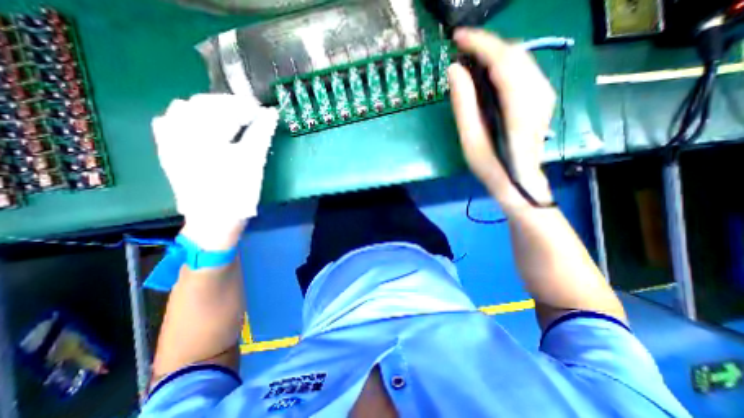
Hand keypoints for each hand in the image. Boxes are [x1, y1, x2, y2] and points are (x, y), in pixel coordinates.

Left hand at [154, 93, 277, 247]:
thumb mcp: (253, 161)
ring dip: (207, 109)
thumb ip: (261, 134)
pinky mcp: (167, 151)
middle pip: (202, 103)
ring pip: (182, 109)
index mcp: (204, 134)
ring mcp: (169, 141)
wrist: (213, 219)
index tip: (262, 111)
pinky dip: (186, 118)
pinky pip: (169, 123)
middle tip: (248, 115)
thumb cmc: (237, 191)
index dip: (245, 106)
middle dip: (227, 105)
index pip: (225, 107)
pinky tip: (201, 127)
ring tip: (227, 119)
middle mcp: (180, 131)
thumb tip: (271, 114)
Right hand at [443, 29, 553, 211]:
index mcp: (518, 106)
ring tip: (471, 58)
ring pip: (520, 58)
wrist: (519, 181)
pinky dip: (503, 64)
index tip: (457, 37)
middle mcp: (537, 93)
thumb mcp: (470, 140)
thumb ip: (463, 104)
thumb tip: (454, 70)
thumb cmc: (491, 166)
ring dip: (494, 53)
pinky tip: (488, 73)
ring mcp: (543, 94)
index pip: (502, 59)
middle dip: (486, 45)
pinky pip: (523, 69)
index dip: (479, 43)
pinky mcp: (541, 98)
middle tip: (460, 48)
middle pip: (514, 53)